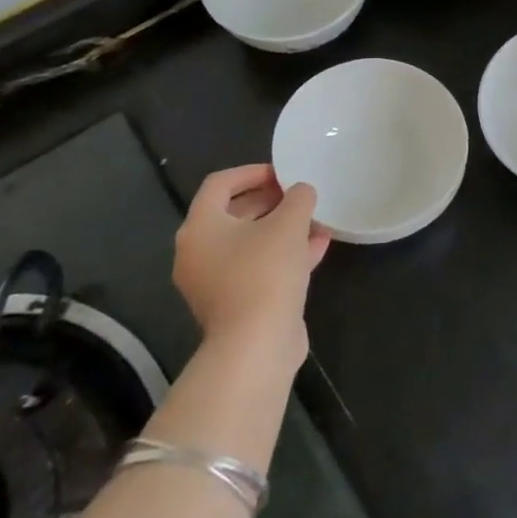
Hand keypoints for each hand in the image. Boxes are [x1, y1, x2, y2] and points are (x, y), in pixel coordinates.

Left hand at [174, 164, 330, 356]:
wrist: (256, 345)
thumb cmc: (265, 272)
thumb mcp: (288, 224)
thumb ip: (297, 198)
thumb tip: (301, 191)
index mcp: (200, 227)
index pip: (220, 184)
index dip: (252, 172)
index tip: (283, 172)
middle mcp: (199, 252)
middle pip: (234, 213)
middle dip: (271, 201)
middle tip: (300, 195)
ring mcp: (214, 281)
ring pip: (250, 243)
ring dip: (282, 228)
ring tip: (315, 219)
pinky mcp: (235, 304)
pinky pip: (258, 267)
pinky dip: (283, 254)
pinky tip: (318, 247)